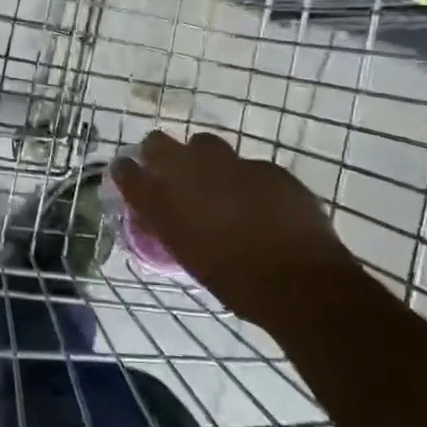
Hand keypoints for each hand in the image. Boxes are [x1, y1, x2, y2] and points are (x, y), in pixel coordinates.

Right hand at [111, 131, 353, 315]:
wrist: (300, 282)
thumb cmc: (236, 282)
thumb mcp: (189, 256)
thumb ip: (172, 227)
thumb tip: (164, 216)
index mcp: (165, 202)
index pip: (127, 172)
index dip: (126, 171)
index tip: (129, 174)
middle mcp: (190, 173)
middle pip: (158, 143)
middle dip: (158, 152)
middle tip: (168, 170)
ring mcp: (230, 164)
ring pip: (205, 144)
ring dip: (203, 158)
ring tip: (215, 182)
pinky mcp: (266, 168)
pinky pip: (247, 166)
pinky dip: (245, 179)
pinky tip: (258, 202)